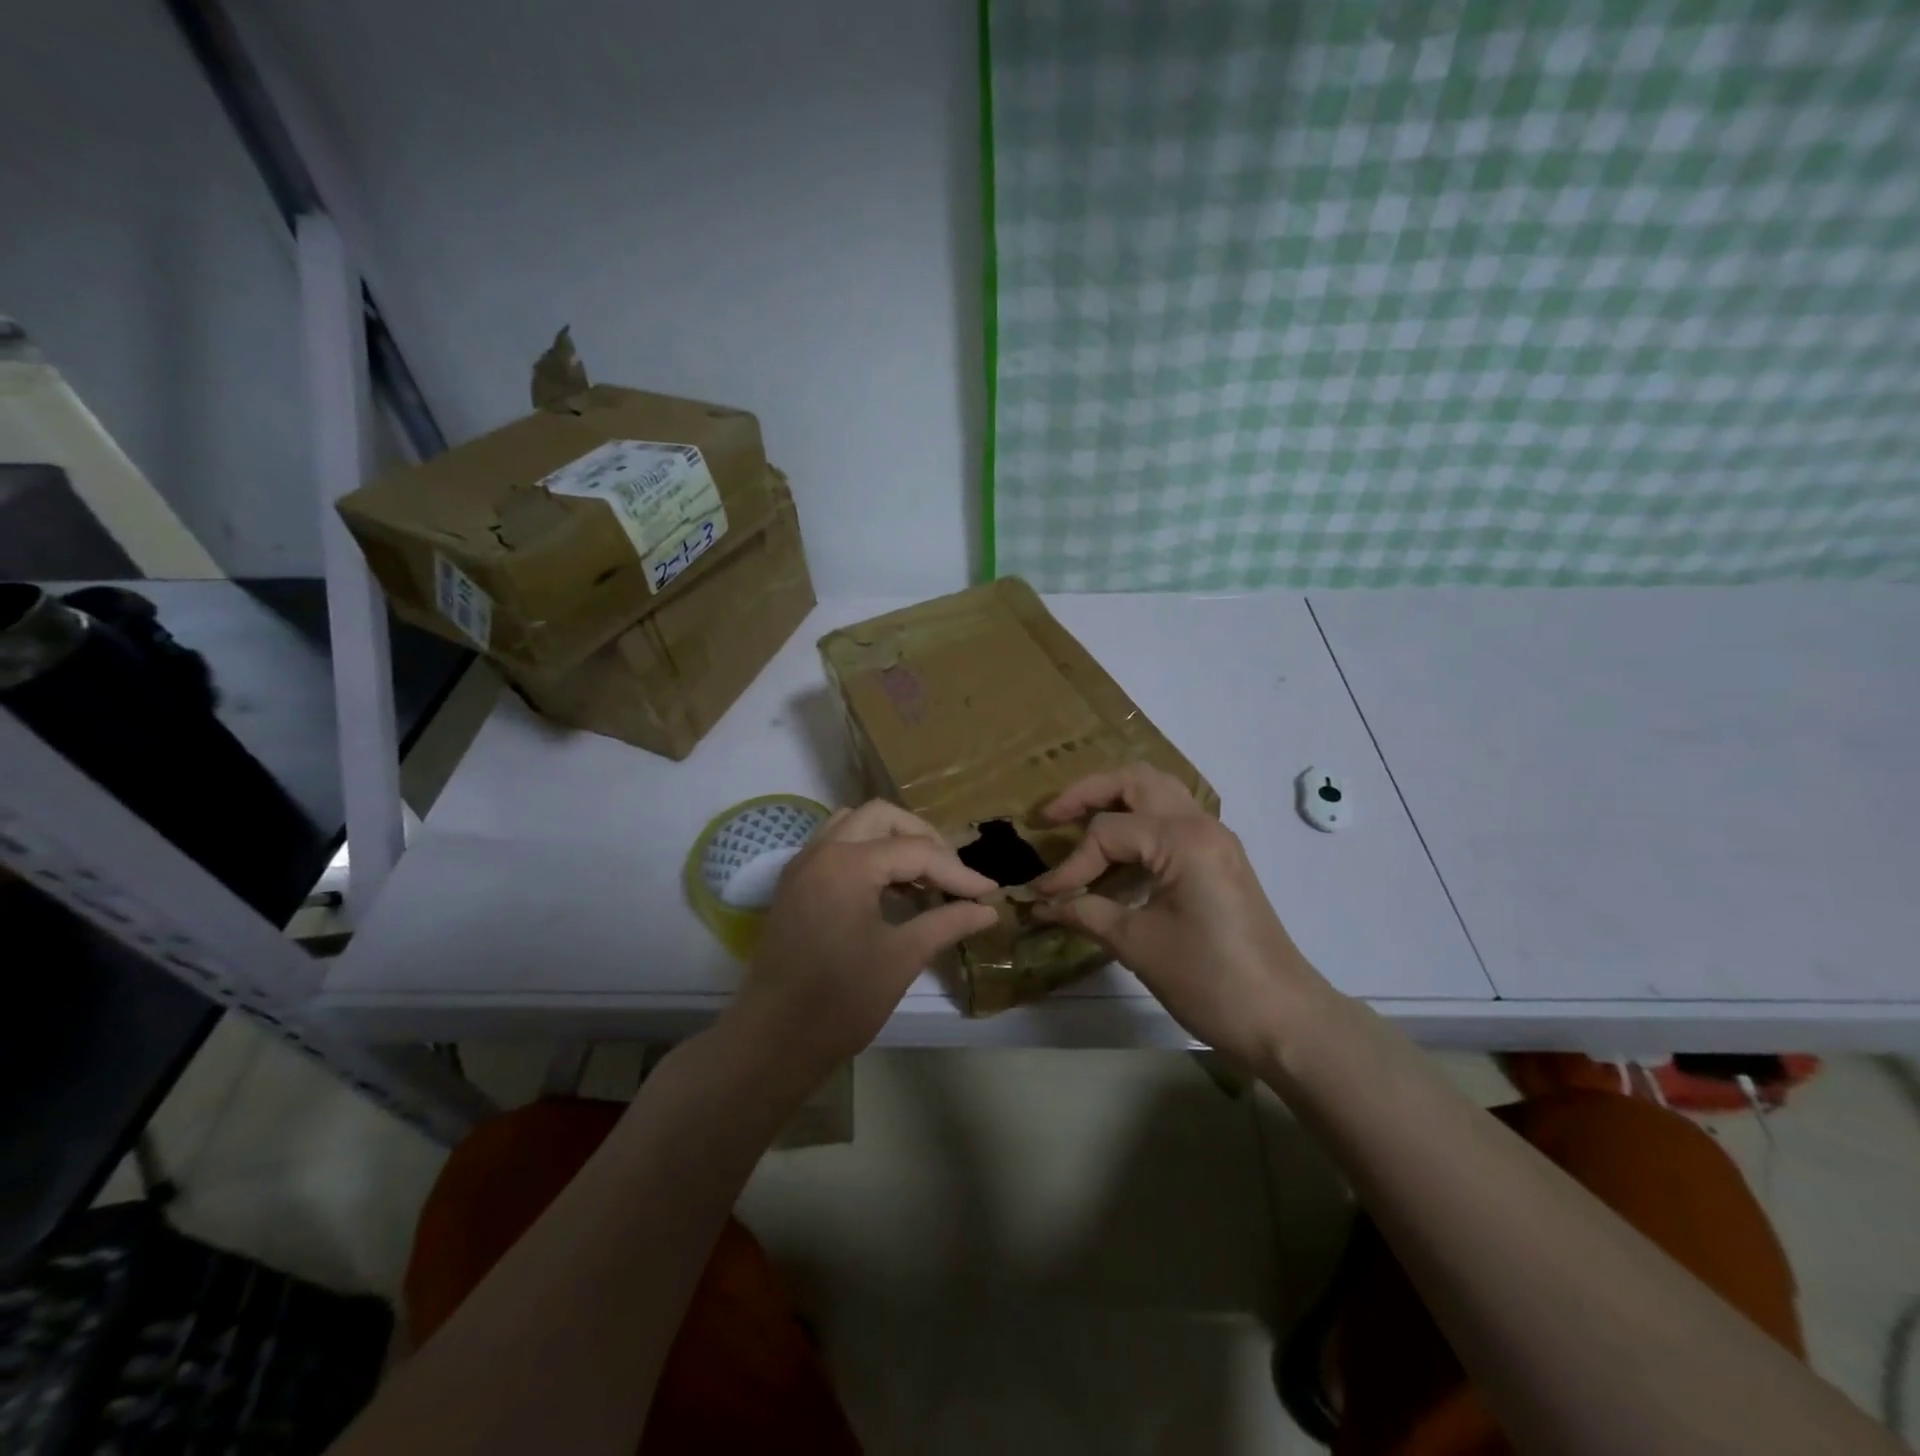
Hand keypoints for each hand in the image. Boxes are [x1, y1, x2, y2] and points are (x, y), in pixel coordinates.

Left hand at [723, 800, 997, 1081]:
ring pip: (855, 824)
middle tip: (952, 873)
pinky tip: (891, 888)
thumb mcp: (901, 959)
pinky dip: (868, 853)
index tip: (990, 892)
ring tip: (923, 875)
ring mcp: (802, 865)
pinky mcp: (795, 885)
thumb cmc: (840, 1001)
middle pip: (882, 817)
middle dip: (923, 838)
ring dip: (892, 839)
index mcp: (847, 864)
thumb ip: (947, 923)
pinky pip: (836, 846)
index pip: (916, 851)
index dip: (958, 871)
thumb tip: (988, 909)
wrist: (771, 1042)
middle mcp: (821, 851)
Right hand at [1032, 764, 1333, 1065]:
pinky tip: (1115, 852)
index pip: (1107, 832)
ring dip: (1115, 800)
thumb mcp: (1138, 945)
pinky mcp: (1219, 859)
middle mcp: (1200, 824)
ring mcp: (1215, 839)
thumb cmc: (1210, 980)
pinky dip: (1138, 821)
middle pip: (1135, 781)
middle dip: (1087, 794)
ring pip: (1157, 792)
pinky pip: (1172, 818)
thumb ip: (1086, 913)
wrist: (1284, 1020)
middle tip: (1050, 817)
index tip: (1042, 896)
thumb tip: (1041, 904)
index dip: (1069, 864)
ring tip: (1076, 823)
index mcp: (1182, 839)